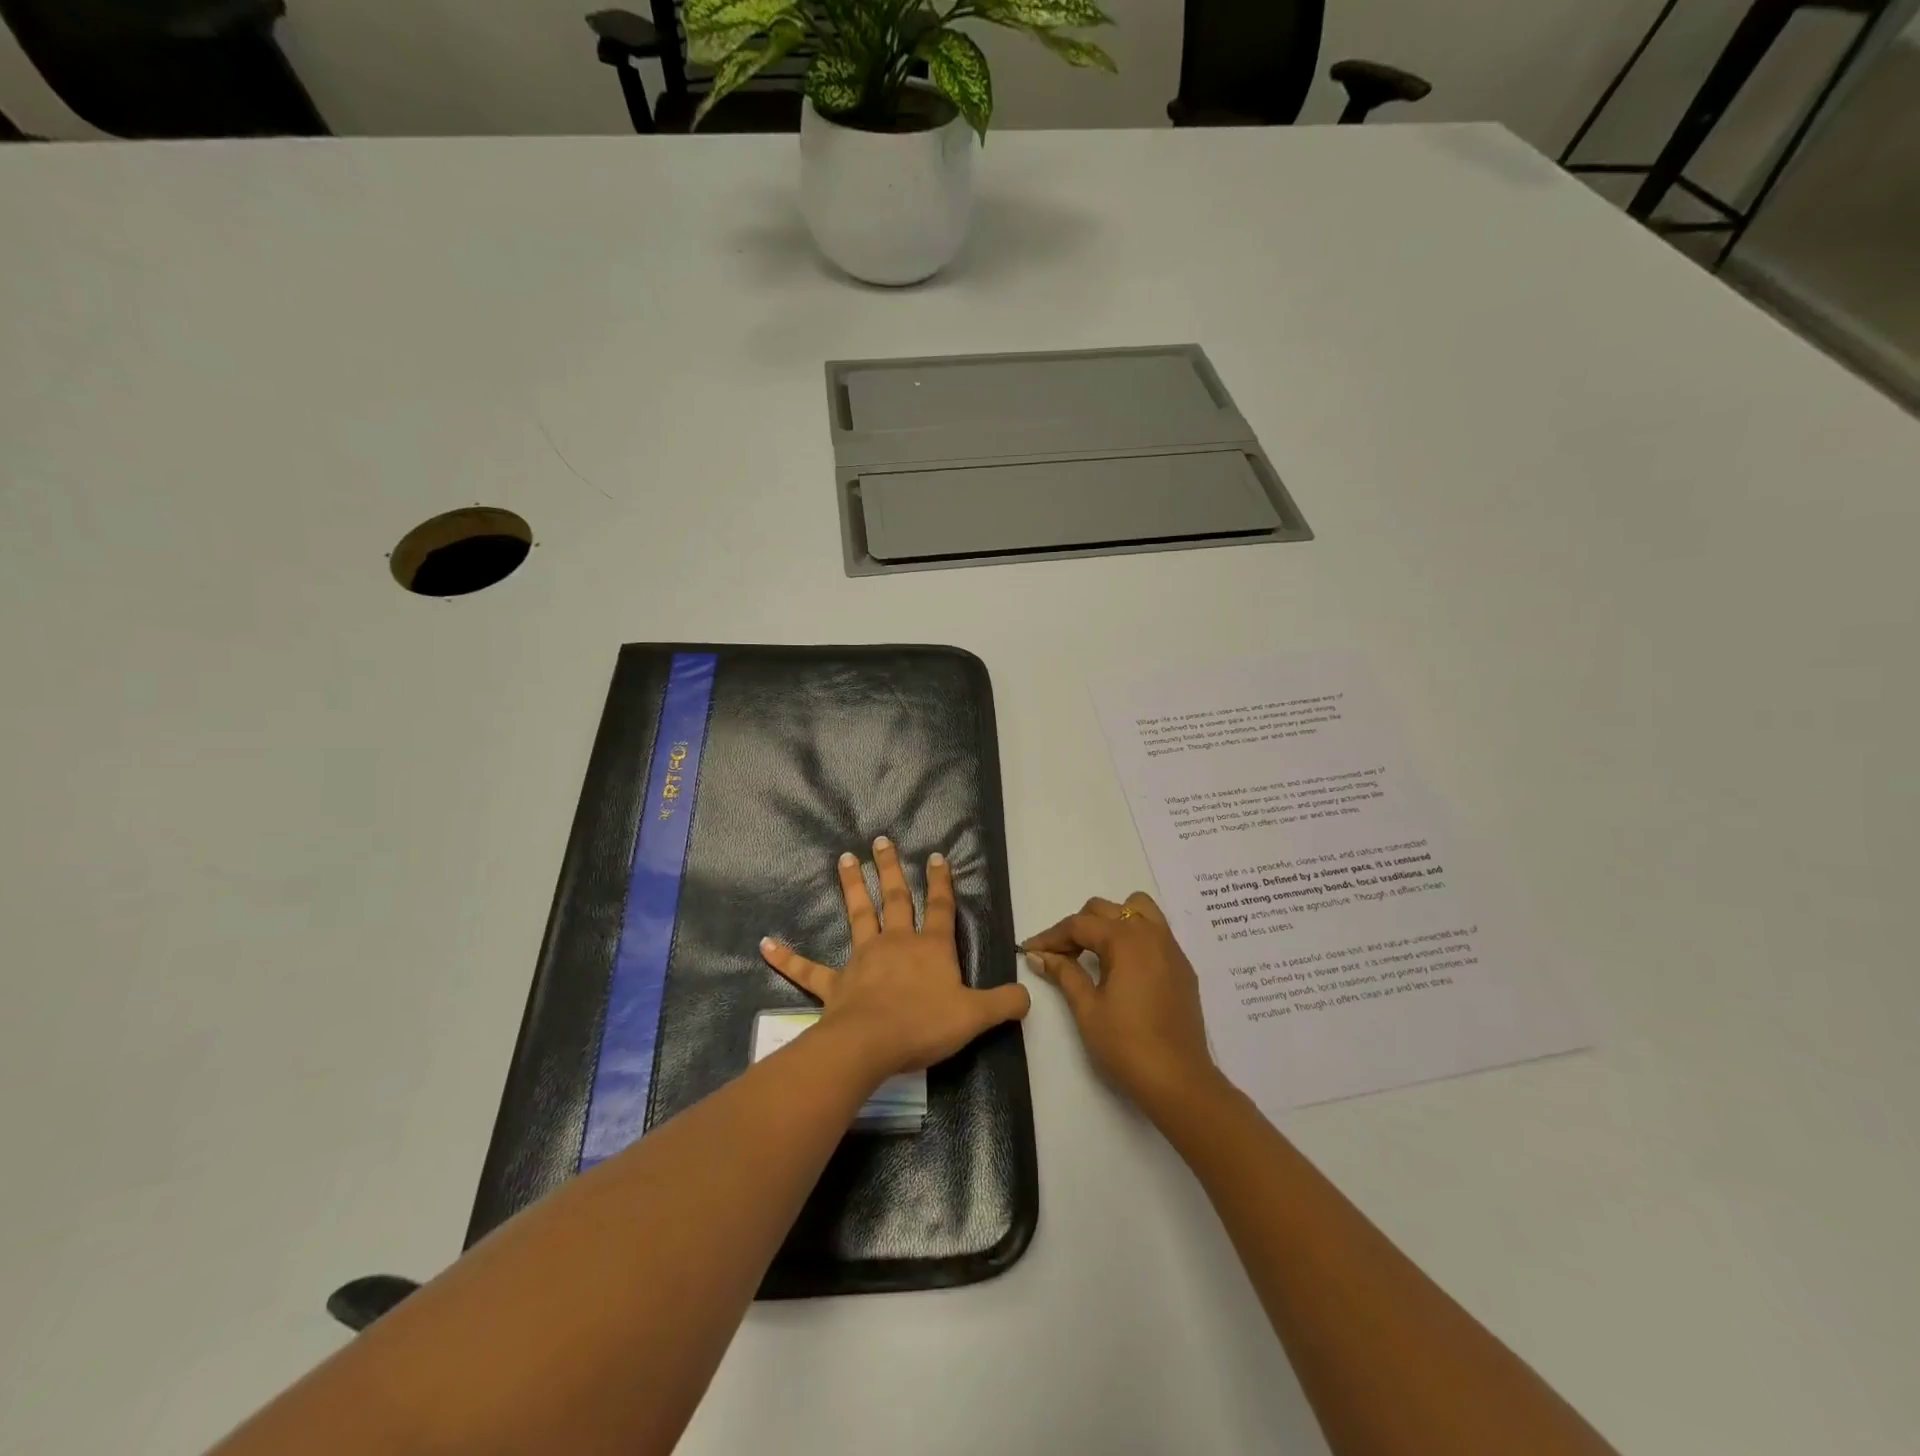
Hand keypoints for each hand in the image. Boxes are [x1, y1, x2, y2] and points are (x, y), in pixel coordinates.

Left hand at [761, 837, 1030, 1081]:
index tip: (935, 855)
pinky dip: (786, 957)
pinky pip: (807, 969)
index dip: (940, 882)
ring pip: (857, 914)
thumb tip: (1028, 995)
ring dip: (851, 886)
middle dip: (890, 868)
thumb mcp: (975, 1016)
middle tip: (881, 840)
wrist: (871, 1045)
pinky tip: (765, 944)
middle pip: (894, 898)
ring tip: (844, 858)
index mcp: (930, 947)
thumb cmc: (925, 1025)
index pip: (939, 907)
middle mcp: (896, 942)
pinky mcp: (834, 983)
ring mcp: (862, 959)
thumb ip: (1004, 1003)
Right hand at [1023, 892, 1220, 1119]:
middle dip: (1078, 927)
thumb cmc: (1126, 1045)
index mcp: (1125, 939)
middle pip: (1106, 910)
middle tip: (1059, 956)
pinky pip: (1155, 933)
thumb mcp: (1087, 1008)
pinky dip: (1133, 936)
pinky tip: (1122, 968)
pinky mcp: (1182, 967)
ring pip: (1138, 910)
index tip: (1030, 950)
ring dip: (1111, 922)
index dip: (1051, 936)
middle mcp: (1151, 933)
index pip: (1079, 925)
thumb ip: (1064, 973)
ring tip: (1095, 952)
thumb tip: (1038, 955)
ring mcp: (1171, 949)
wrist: (1179, 1082)